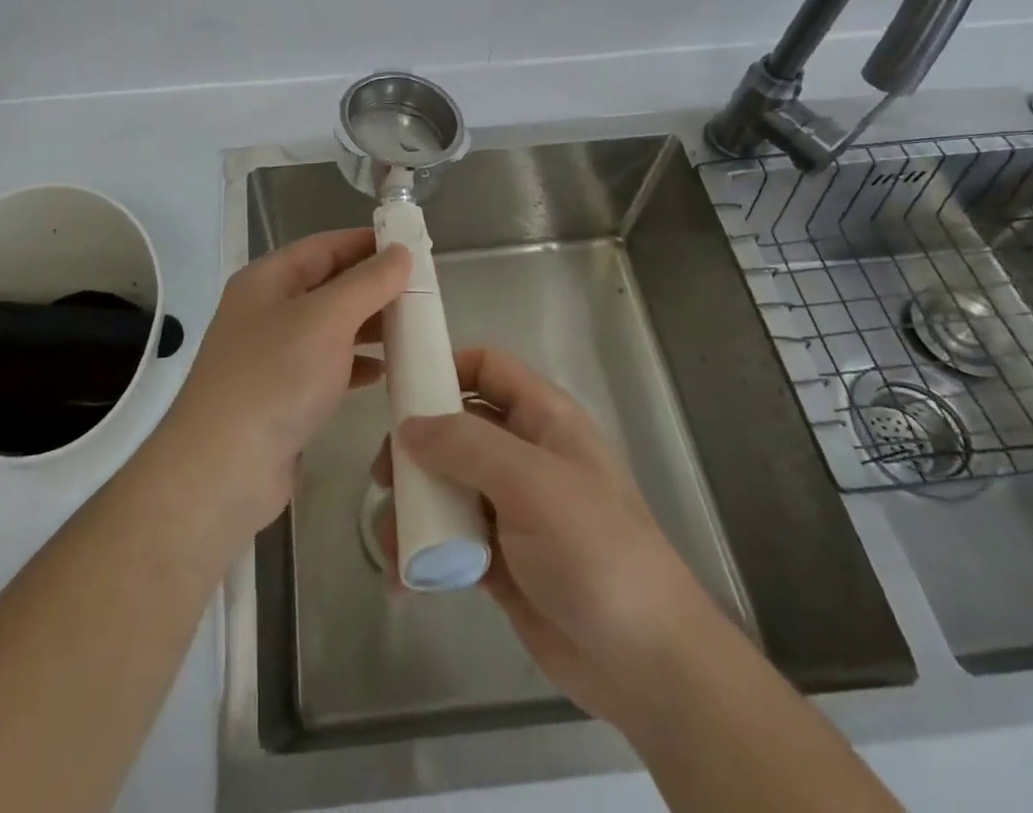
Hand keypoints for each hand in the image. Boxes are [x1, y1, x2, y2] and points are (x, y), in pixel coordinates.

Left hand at [154, 229, 408, 537]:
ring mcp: (272, 355)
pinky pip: (327, 367)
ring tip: (414, 328)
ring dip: (369, 325)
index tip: (412, 245)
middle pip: (328, 285)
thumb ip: (367, 283)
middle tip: (423, 290)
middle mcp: (267, 311)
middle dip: (374, 286)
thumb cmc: (275, 378)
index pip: (324, 246)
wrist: (223, 470)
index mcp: (267, 280)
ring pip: (330, 327)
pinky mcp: (282, 395)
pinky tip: (384, 372)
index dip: (366, 243)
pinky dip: (355, 364)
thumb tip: (401, 251)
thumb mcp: (326, 319)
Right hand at [372, 347, 716, 728]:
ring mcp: (512, 509)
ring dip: (413, 506)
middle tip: (385, 476)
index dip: (445, 368)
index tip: (399, 390)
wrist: (647, 666)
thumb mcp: (532, 483)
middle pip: (456, 427)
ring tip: (389, 539)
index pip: (488, 368)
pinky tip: (403, 576)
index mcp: (544, 419)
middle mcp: (525, 455)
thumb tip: (408, 426)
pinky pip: (449, 539)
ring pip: (447, 485)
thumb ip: (466, 445)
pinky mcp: (500, 560)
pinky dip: (423, 551)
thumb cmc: (595, 552)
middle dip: (416, 447)